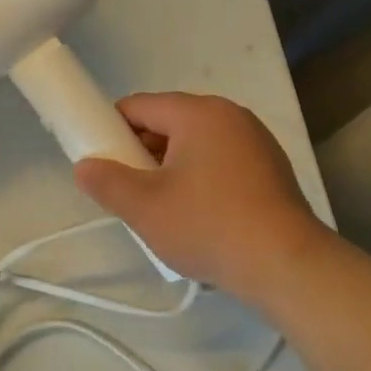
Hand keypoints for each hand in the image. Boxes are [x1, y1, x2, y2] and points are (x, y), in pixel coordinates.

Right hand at [73, 92, 330, 301]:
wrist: (286, 265)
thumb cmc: (209, 226)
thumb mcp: (145, 208)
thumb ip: (107, 182)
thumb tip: (85, 167)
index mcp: (199, 112)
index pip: (140, 105)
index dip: (111, 128)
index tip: (100, 159)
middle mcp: (230, 115)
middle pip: (169, 122)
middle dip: (142, 151)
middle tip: (128, 190)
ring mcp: (256, 140)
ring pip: (196, 143)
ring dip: (171, 167)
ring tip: (161, 208)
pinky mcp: (271, 167)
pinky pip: (222, 160)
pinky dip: (202, 177)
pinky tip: (198, 214)